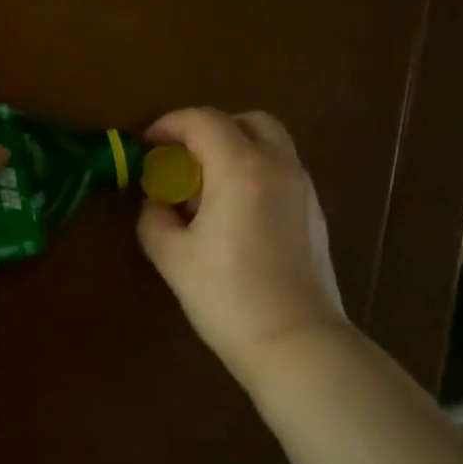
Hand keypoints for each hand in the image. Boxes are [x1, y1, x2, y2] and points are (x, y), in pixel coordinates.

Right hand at [137, 108, 347, 379]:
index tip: (147, 145)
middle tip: (183, 162)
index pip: (203, 121)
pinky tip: (235, 217)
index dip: (169, 125)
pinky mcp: (315, 215)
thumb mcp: (172, 257)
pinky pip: (281, 173)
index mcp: (240, 168)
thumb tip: (156, 205)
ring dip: (235, 152)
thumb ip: (154, 220)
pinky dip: (254, 175)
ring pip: (269, 146)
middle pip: (246, 121)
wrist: (296, 342)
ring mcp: (303, 189)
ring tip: (206, 192)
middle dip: (209, 131)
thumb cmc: (228, 297)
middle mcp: (278, 166)